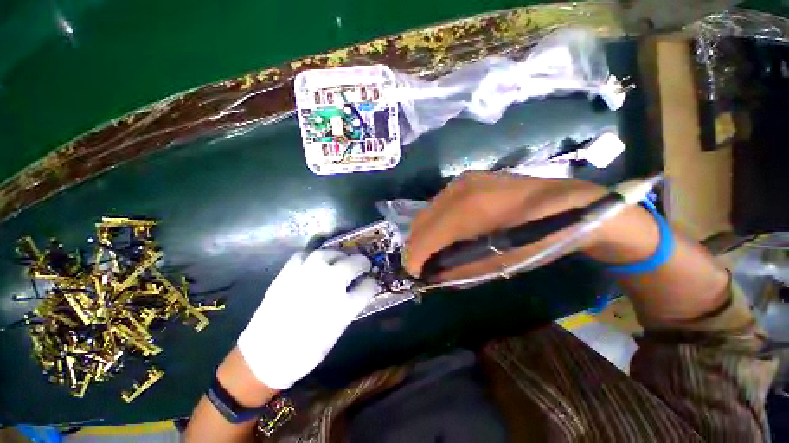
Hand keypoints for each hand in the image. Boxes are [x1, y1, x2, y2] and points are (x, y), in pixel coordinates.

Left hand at [237, 250, 379, 389]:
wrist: (265, 356)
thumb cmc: (305, 349)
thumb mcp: (337, 330)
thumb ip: (352, 305)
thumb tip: (361, 288)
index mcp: (343, 305)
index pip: (368, 286)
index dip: (372, 282)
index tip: (372, 281)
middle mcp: (328, 285)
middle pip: (352, 263)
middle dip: (361, 262)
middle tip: (362, 265)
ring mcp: (307, 276)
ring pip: (329, 254)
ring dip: (340, 255)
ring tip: (341, 259)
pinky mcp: (288, 273)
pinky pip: (304, 255)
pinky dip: (313, 255)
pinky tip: (315, 261)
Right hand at [404, 171, 657, 281]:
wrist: (569, 203)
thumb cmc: (541, 238)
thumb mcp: (501, 263)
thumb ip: (461, 270)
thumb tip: (433, 275)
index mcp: (469, 209)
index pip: (427, 235)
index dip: (415, 257)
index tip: (414, 274)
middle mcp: (459, 189)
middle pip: (422, 220)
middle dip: (416, 245)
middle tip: (422, 265)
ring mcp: (463, 181)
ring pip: (428, 211)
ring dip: (425, 233)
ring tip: (432, 251)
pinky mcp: (468, 179)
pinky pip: (440, 204)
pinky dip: (436, 221)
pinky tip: (445, 233)